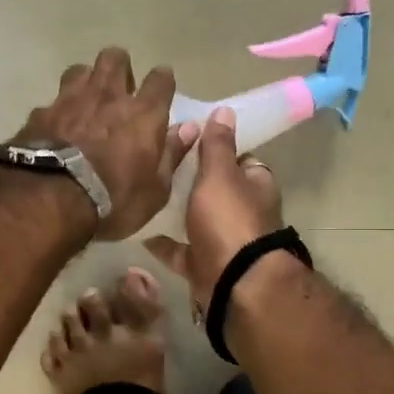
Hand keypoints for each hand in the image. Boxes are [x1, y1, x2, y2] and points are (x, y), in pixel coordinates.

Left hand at [9, 48, 193, 240]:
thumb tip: (188, 129)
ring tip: (86, 99)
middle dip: (120, 66)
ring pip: (80, 70)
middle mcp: (108, 97)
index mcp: (143, 114)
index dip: (162, 81)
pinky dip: (58, 110)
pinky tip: (56, 126)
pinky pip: (53, 101)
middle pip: (115, 59)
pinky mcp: (41, 114)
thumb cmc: (113, 200)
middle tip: (120, 87)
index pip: (160, 80)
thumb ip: (172, 155)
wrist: (50, 199)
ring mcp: (70, 101)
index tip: (161, 88)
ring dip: (86, 80)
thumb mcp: (155, 190)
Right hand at [144, 107, 283, 307]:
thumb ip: (218, 145)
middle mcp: (242, 212)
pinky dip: (163, 244)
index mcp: (254, 185)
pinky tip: (139, 232)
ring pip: (196, 220)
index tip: (187, 139)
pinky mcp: (205, 265)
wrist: (234, 283)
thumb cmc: (229, 221)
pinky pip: (180, 252)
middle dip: (189, 180)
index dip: (215, 148)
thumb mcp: (220, 174)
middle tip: (156, 164)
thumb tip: (224, 110)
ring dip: (175, 212)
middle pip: (214, 190)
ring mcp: (223, 241)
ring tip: (143, 194)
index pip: (237, 159)